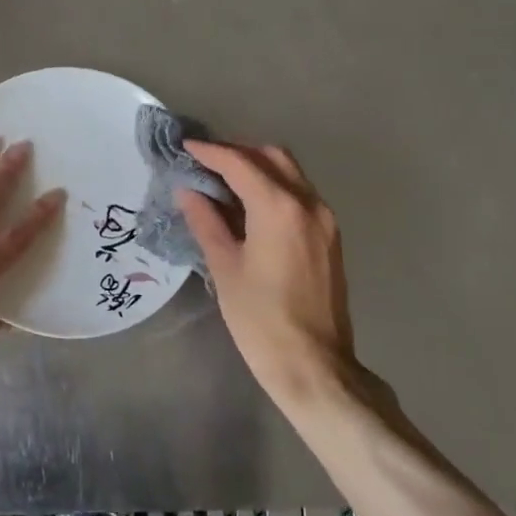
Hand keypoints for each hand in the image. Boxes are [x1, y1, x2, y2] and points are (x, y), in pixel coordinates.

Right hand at [176, 143, 358, 408]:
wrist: (315, 367)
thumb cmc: (260, 319)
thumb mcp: (224, 267)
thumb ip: (206, 221)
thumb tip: (188, 191)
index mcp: (279, 208)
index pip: (240, 163)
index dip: (210, 152)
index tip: (185, 148)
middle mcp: (308, 204)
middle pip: (272, 157)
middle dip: (238, 152)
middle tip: (205, 162)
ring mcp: (325, 220)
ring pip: (290, 173)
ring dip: (258, 167)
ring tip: (223, 181)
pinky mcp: (330, 238)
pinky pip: (300, 195)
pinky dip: (274, 187)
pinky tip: (250, 206)